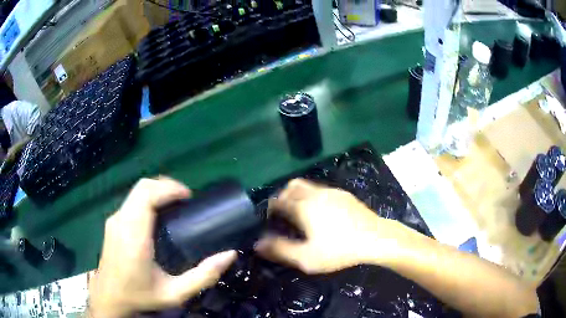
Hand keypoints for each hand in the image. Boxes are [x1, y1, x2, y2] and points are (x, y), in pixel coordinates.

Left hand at [88, 177, 236, 317]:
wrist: (109, 297)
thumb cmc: (140, 296)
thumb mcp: (175, 293)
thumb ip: (203, 276)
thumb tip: (229, 255)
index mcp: (134, 236)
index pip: (147, 195)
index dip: (169, 188)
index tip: (188, 197)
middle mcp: (121, 222)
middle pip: (142, 187)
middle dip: (166, 186)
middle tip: (185, 201)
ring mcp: (114, 220)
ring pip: (136, 191)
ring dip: (157, 191)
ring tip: (175, 205)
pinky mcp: (112, 222)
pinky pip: (131, 200)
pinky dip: (148, 198)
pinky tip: (158, 214)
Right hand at [255, 179, 402, 273]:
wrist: (375, 238)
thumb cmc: (339, 250)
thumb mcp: (306, 257)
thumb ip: (280, 250)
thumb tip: (257, 244)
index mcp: (303, 206)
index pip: (278, 200)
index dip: (271, 208)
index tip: (271, 219)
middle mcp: (316, 194)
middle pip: (292, 186)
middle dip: (283, 196)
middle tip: (284, 213)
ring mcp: (332, 192)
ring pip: (308, 186)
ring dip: (299, 195)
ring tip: (301, 214)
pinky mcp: (345, 195)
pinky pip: (322, 190)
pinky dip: (314, 197)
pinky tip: (322, 213)